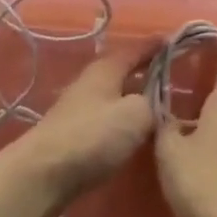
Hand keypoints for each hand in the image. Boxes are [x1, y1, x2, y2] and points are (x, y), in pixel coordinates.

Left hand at [1, 48, 155, 209]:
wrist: (41, 175)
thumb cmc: (92, 137)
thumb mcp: (136, 115)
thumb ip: (153, 104)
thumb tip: (155, 104)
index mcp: (106, 69)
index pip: (135, 49)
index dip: (155, 45)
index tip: (175, 41)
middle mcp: (90, 82)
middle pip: (123, 71)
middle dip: (146, 72)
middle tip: (171, 76)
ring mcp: (78, 109)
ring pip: (115, 96)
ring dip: (134, 98)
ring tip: (158, 106)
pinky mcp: (73, 135)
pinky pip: (107, 118)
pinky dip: (123, 120)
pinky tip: (133, 133)